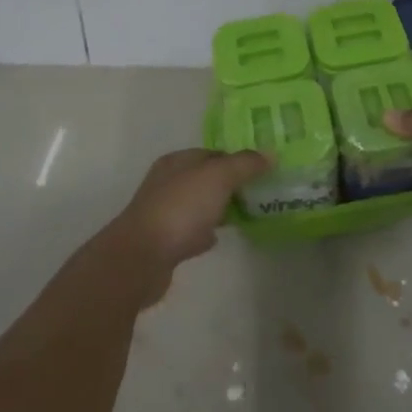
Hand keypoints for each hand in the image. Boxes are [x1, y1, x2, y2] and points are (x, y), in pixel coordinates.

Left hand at [111, 148, 269, 281]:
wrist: (142, 259)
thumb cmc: (180, 209)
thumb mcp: (218, 177)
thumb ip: (245, 164)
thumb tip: (270, 154)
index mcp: (177, 162)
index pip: (212, 153)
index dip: (237, 158)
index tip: (262, 169)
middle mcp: (167, 183)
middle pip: (206, 179)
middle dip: (231, 184)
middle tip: (260, 192)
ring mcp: (164, 214)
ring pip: (199, 205)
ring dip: (219, 208)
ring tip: (247, 214)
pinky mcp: (164, 243)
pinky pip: (191, 232)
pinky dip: (206, 232)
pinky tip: (220, 238)